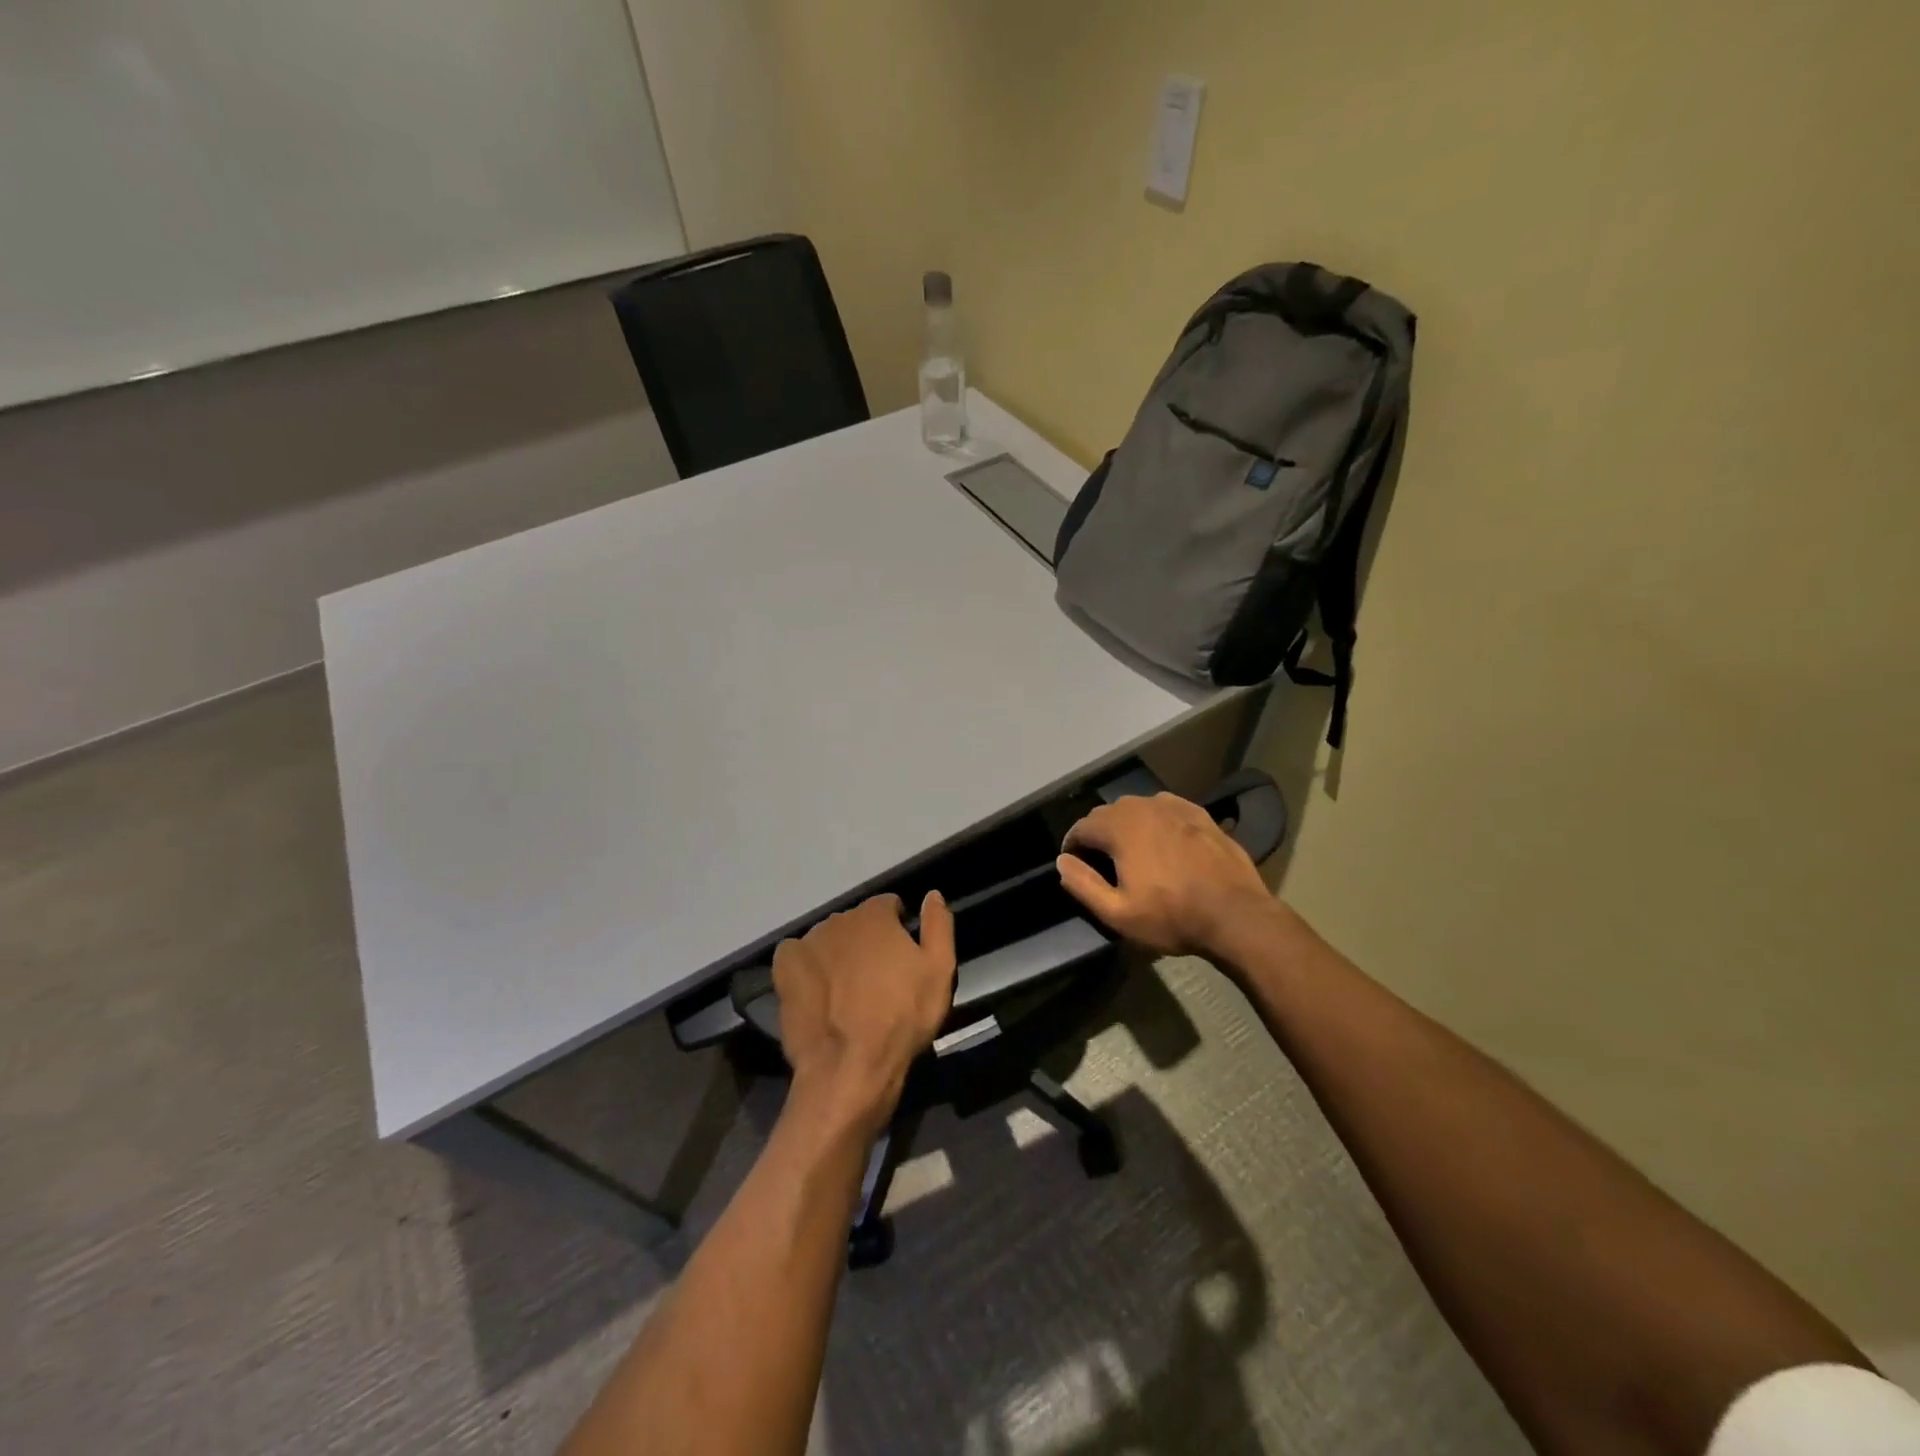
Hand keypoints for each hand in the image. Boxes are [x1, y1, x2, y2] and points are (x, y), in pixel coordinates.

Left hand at [772, 893, 955, 1134]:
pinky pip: (796, 955)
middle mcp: (838, 920)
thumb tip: (933, 894)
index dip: (898, 928)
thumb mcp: (939, 971)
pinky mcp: (785, 969)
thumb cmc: (902, 1017)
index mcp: (875, 915)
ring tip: (846, 992)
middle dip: (867, 942)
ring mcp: (807, 943)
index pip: (888, 906)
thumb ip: (938, 925)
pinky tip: (816, 990)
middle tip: (876, 979)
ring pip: (828, 939)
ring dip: (838, 954)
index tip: (903, 957)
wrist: (850, 1066)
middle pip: (857, 923)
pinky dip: (806, 966)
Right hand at [1056, 793, 1273, 956]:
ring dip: (1126, 824)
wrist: (1236, 915)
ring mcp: (1174, 806)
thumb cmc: (1172, 916)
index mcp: (1120, 828)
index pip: (1082, 827)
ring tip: (1131, 849)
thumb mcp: (1118, 913)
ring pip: (1137, 807)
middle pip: (1107, 812)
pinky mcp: (1200, 813)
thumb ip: (1083, 884)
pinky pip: (1166, 808)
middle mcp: (1143, 807)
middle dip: (1098, 832)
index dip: (1072, 845)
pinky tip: (1163, 839)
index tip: (1074, 863)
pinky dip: (1155, 819)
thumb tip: (1063, 861)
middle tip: (1101, 860)